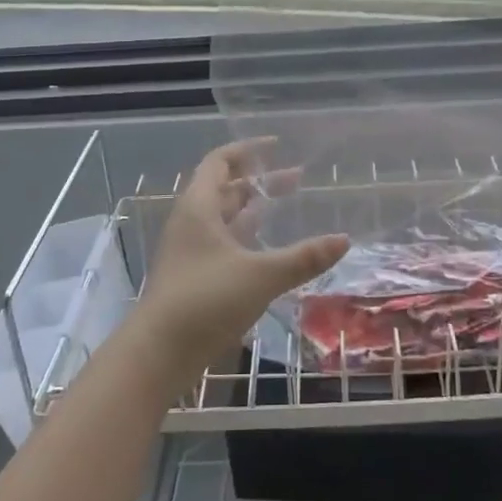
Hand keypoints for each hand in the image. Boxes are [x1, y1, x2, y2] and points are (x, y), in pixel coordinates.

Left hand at [130, 139, 349, 383]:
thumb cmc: (205, 301)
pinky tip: (267, 248)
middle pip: (224, 188)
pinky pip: (222, 242)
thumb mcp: (261, 276)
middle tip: (297, 179)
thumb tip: (344, 240)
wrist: (158, 354)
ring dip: (252, 208)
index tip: (277, 146)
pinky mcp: (193, 276)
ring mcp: (189, 250)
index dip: (247, 150)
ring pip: (223, 217)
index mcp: (198, 207)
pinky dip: (245, 236)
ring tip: (285, 205)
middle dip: (259, 181)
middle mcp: (191, 222)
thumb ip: (303, 257)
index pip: (220, 161)